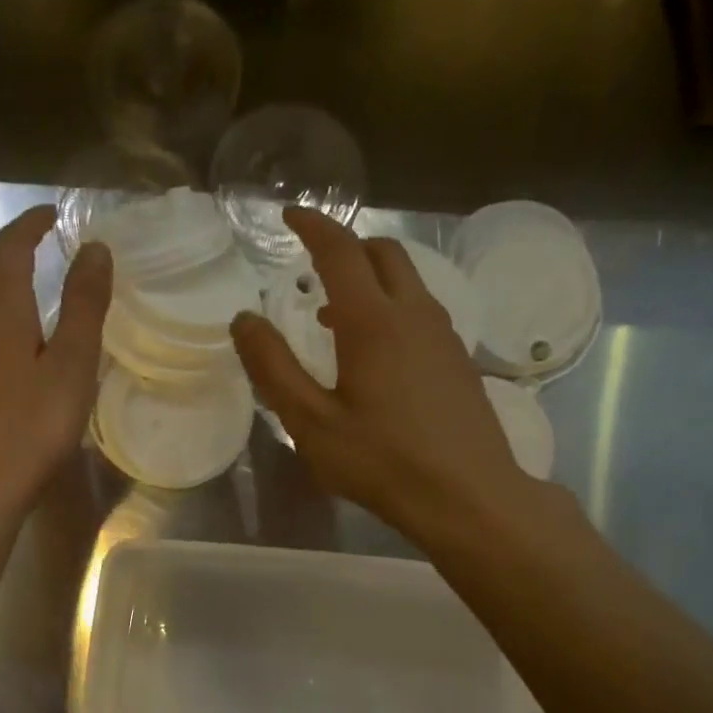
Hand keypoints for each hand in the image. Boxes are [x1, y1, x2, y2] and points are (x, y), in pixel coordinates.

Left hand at [0, 205, 111, 513]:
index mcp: (0, 309)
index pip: (11, 248)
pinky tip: (11, 346)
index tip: (53, 214)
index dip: (30, 224)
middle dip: (10, 251)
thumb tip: (94, 248)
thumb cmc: (31, 425)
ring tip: (29, 292)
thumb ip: (83, 305)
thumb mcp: (71, 364)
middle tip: (41, 251)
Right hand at [231, 209, 542, 544]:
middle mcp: (414, 314)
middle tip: (313, 266)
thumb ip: (273, 368)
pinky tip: (375, 354)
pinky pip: (421, 311)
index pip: (340, 250)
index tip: (290, 216)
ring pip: (407, 281)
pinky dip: (391, 308)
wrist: (469, 496)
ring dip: (369, 280)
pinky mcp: (459, 360)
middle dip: (347, 246)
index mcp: (373, 321)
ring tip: (334, 316)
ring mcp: (444, 335)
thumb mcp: (311, 423)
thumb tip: (244, 320)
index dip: (313, 226)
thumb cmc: (382, 461)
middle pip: (383, 253)